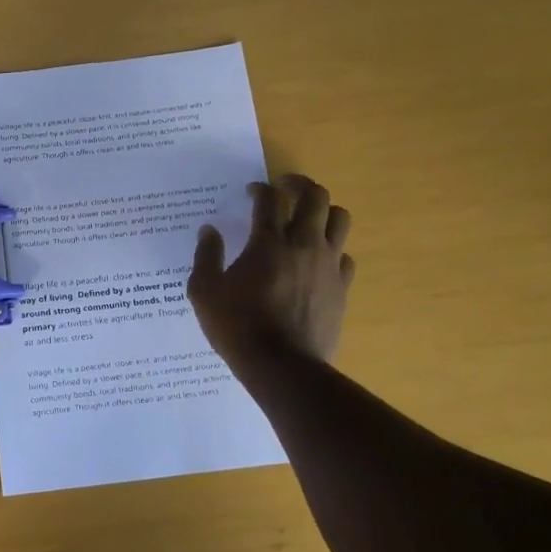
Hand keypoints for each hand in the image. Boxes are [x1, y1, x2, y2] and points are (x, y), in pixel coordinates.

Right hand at [189, 175, 354, 367]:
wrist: (281, 366)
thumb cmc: (237, 326)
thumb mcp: (204, 291)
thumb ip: (206, 256)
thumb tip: (209, 231)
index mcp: (268, 242)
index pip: (270, 199)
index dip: (260, 189)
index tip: (251, 192)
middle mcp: (303, 244)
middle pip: (315, 197)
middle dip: (299, 185)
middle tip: (285, 188)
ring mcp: (328, 265)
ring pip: (340, 219)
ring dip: (323, 211)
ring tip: (308, 218)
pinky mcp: (342, 288)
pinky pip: (346, 256)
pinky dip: (333, 249)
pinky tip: (318, 259)